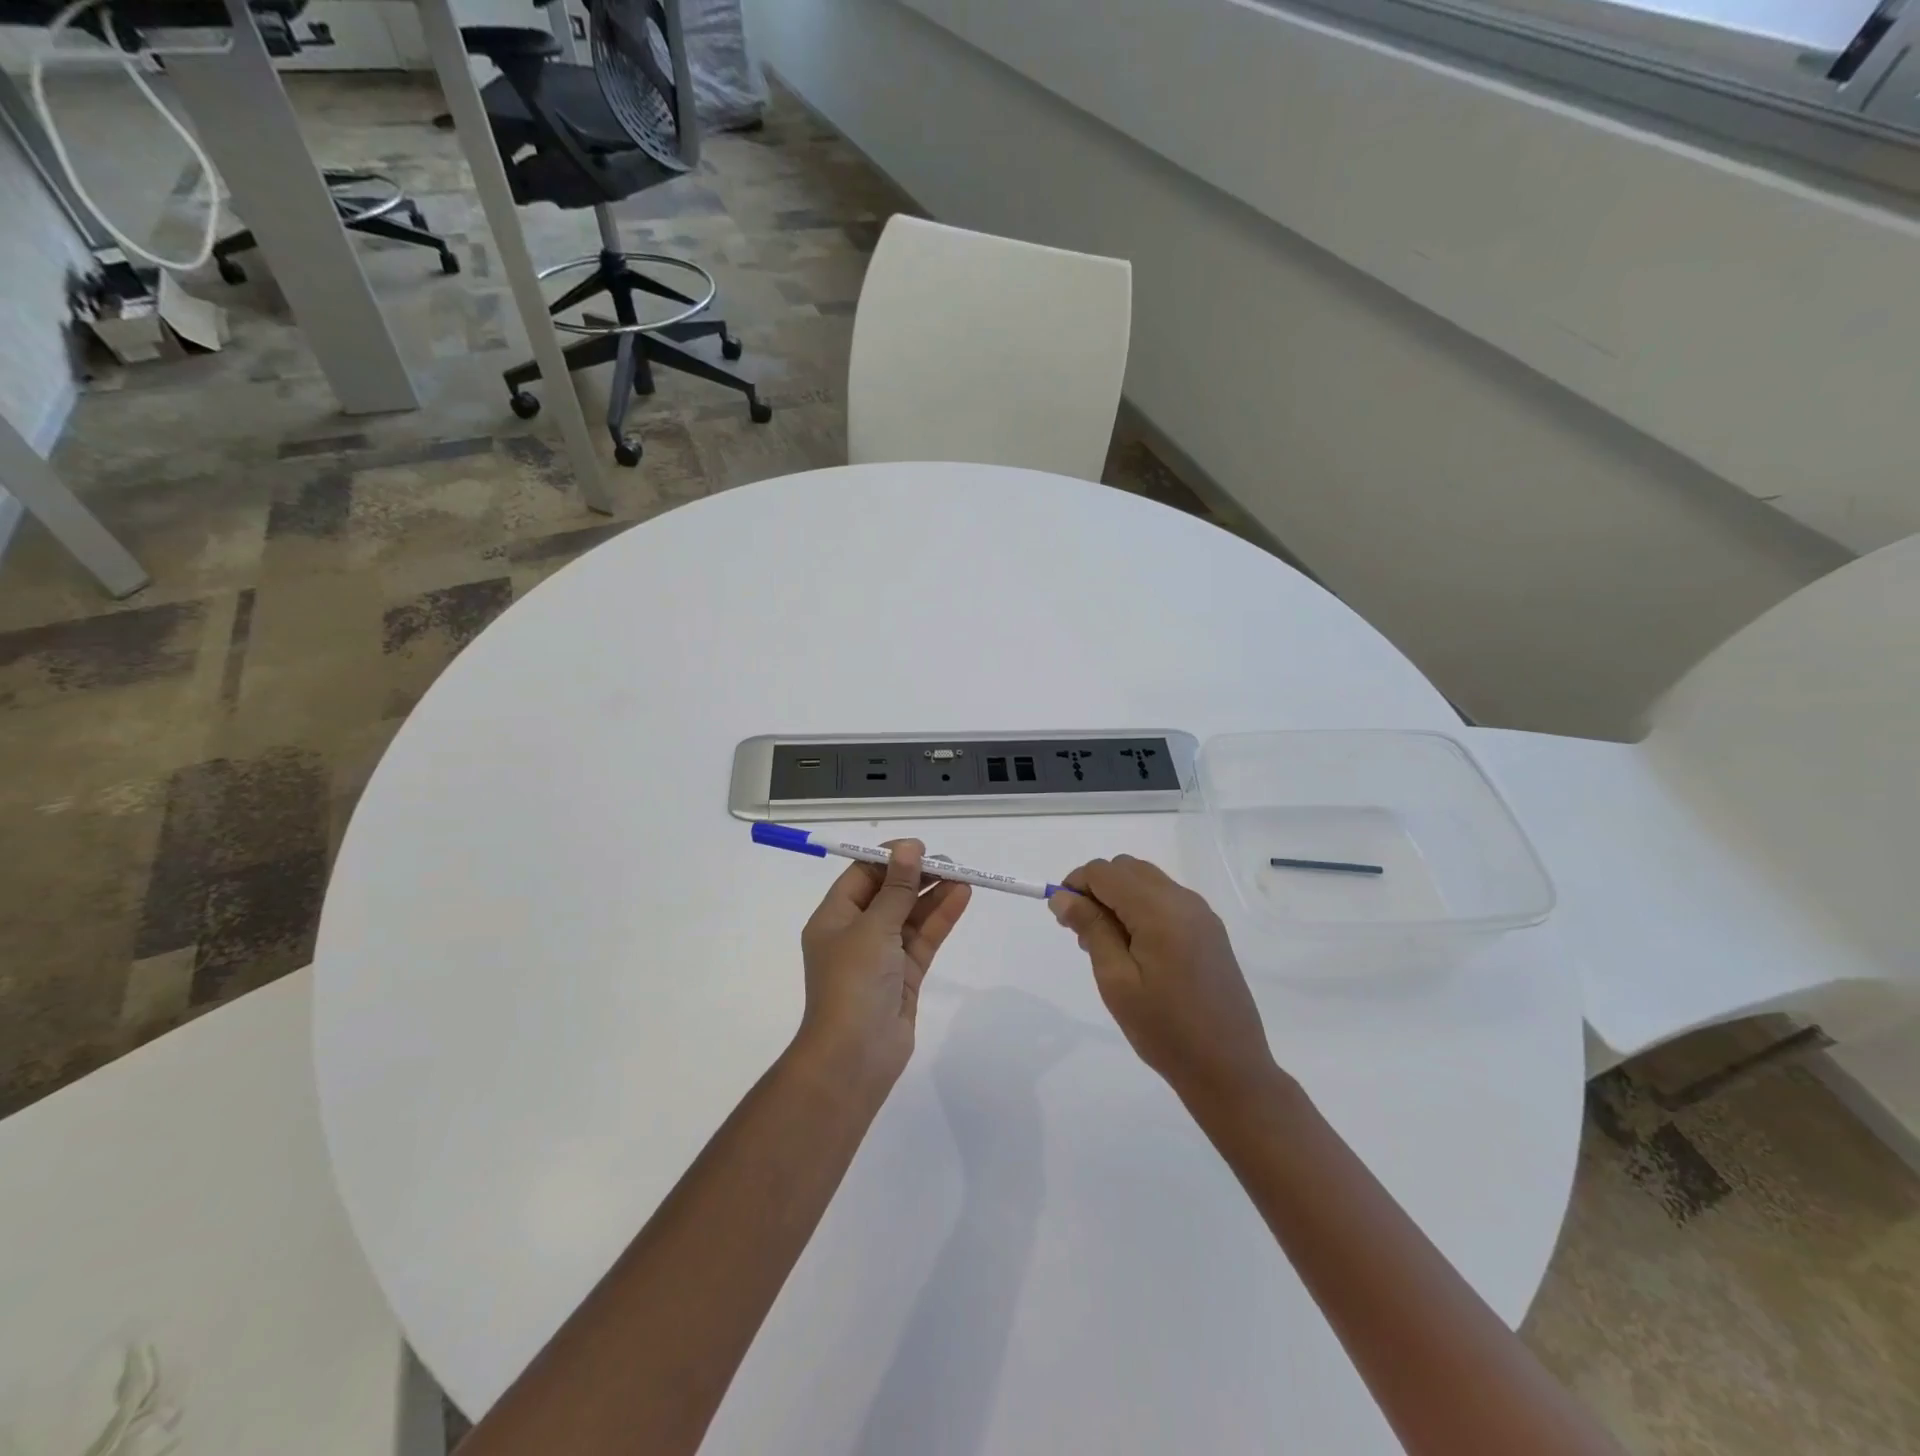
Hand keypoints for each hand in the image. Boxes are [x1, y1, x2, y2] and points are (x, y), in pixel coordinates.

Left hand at [795, 840, 971, 1095]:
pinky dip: (941, 918)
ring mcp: (881, 956)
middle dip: (916, 876)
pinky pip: (923, 938)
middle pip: (888, 893)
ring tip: (964, 875)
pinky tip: (961, 897)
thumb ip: (896, 888)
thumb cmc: (853, 982)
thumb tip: (908, 849)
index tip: (918, 847)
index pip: (861, 876)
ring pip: (910, 916)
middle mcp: (855, 933)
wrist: (854, 1056)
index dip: (889, 858)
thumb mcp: (873, 927)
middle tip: (949, 861)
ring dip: (934, 895)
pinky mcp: (904, 976)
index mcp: (834, 918)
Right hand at [1050, 856, 1279, 1107]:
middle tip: (1082, 933)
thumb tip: (1062, 895)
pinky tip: (1136, 950)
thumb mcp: (1117, 981)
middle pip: (1127, 869)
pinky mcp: (1210, 930)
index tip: (1062, 917)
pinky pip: (1166, 900)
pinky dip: (1141, 908)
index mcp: (1160, 910)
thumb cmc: (1165, 1030)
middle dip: (1097, 889)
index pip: (1105, 872)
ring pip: (1147, 881)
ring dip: (1119, 897)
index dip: (1076, 884)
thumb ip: (1090, 929)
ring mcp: (1202, 914)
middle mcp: (1183, 900)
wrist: (1230, 1070)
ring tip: (1107, 945)